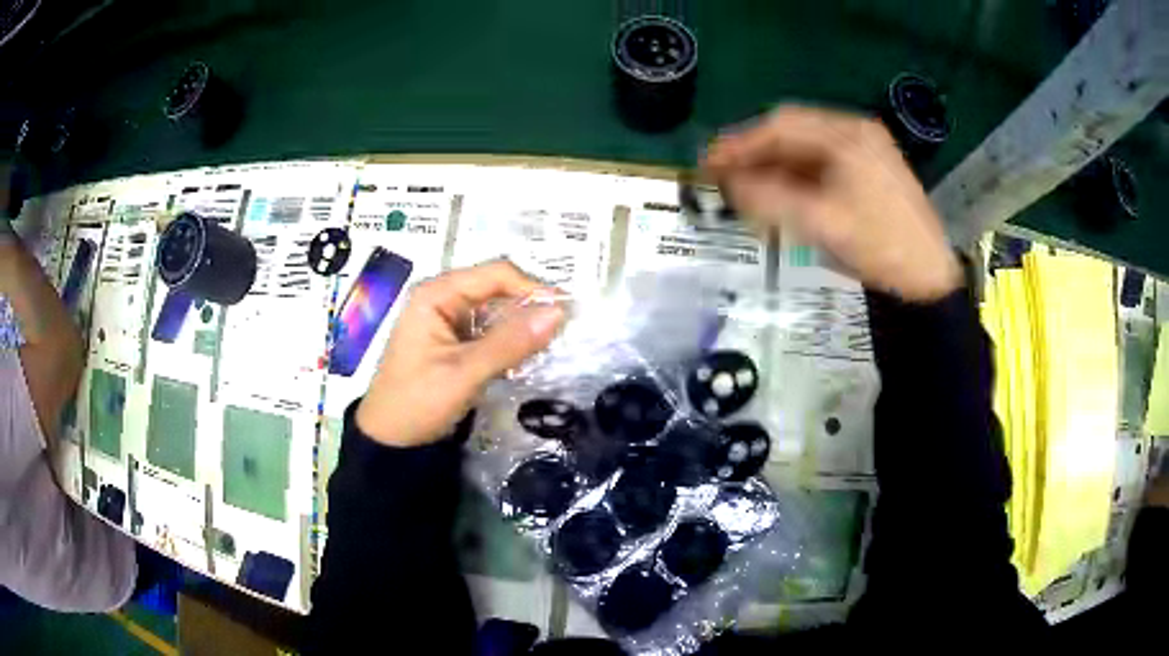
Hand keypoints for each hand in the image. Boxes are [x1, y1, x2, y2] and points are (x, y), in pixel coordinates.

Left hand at [356, 261, 564, 447]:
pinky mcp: (454, 339)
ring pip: (496, 310)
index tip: (564, 313)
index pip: (495, 274)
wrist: (390, 440)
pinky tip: (523, 357)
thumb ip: (511, 343)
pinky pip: (489, 330)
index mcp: (437, 294)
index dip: (532, 288)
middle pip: (497, 288)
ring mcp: (447, 318)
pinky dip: (508, 341)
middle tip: (561, 332)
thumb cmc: (418, 402)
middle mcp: (442, 297)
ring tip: (546, 346)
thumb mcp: (465, 373)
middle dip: (528, 307)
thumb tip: (560, 313)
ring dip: (520, 326)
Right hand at [704, 105, 962, 301]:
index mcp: (848, 134)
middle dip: (755, 156)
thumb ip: (771, 197)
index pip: (782, 126)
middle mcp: (854, 133)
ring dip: (773, 169)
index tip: (709, 162)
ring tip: (745, 192)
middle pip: (792, 135)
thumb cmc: (880, 245)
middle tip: (723, 178)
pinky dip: (794, 180)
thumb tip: (728, 183)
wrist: (928, 280)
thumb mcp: (823, 222)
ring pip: (804, 152)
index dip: (741, 143)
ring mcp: (862, 152)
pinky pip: (819, 167)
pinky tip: (779, 197)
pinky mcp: (865, 173)